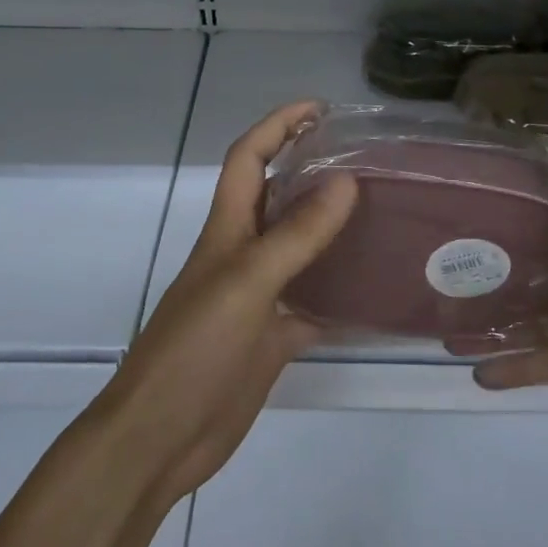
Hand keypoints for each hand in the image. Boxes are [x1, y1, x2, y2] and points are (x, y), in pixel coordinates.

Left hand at [96, 101, 357, 505]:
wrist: (160, 438)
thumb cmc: (193, 351)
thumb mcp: (247, 284)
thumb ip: (296, 236)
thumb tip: (345, 182)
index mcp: (227, 231)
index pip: (248, 158)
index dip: (277, 125)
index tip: (321, 108)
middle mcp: (243, 256)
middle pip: (279, 199)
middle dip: (314, 171)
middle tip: (371, 162)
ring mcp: (259, 299)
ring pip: (302, 252)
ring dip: (335, 232)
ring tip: (387, 217)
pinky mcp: (273, 339)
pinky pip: (315, 306)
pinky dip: (343, 298)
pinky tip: (379, 295)